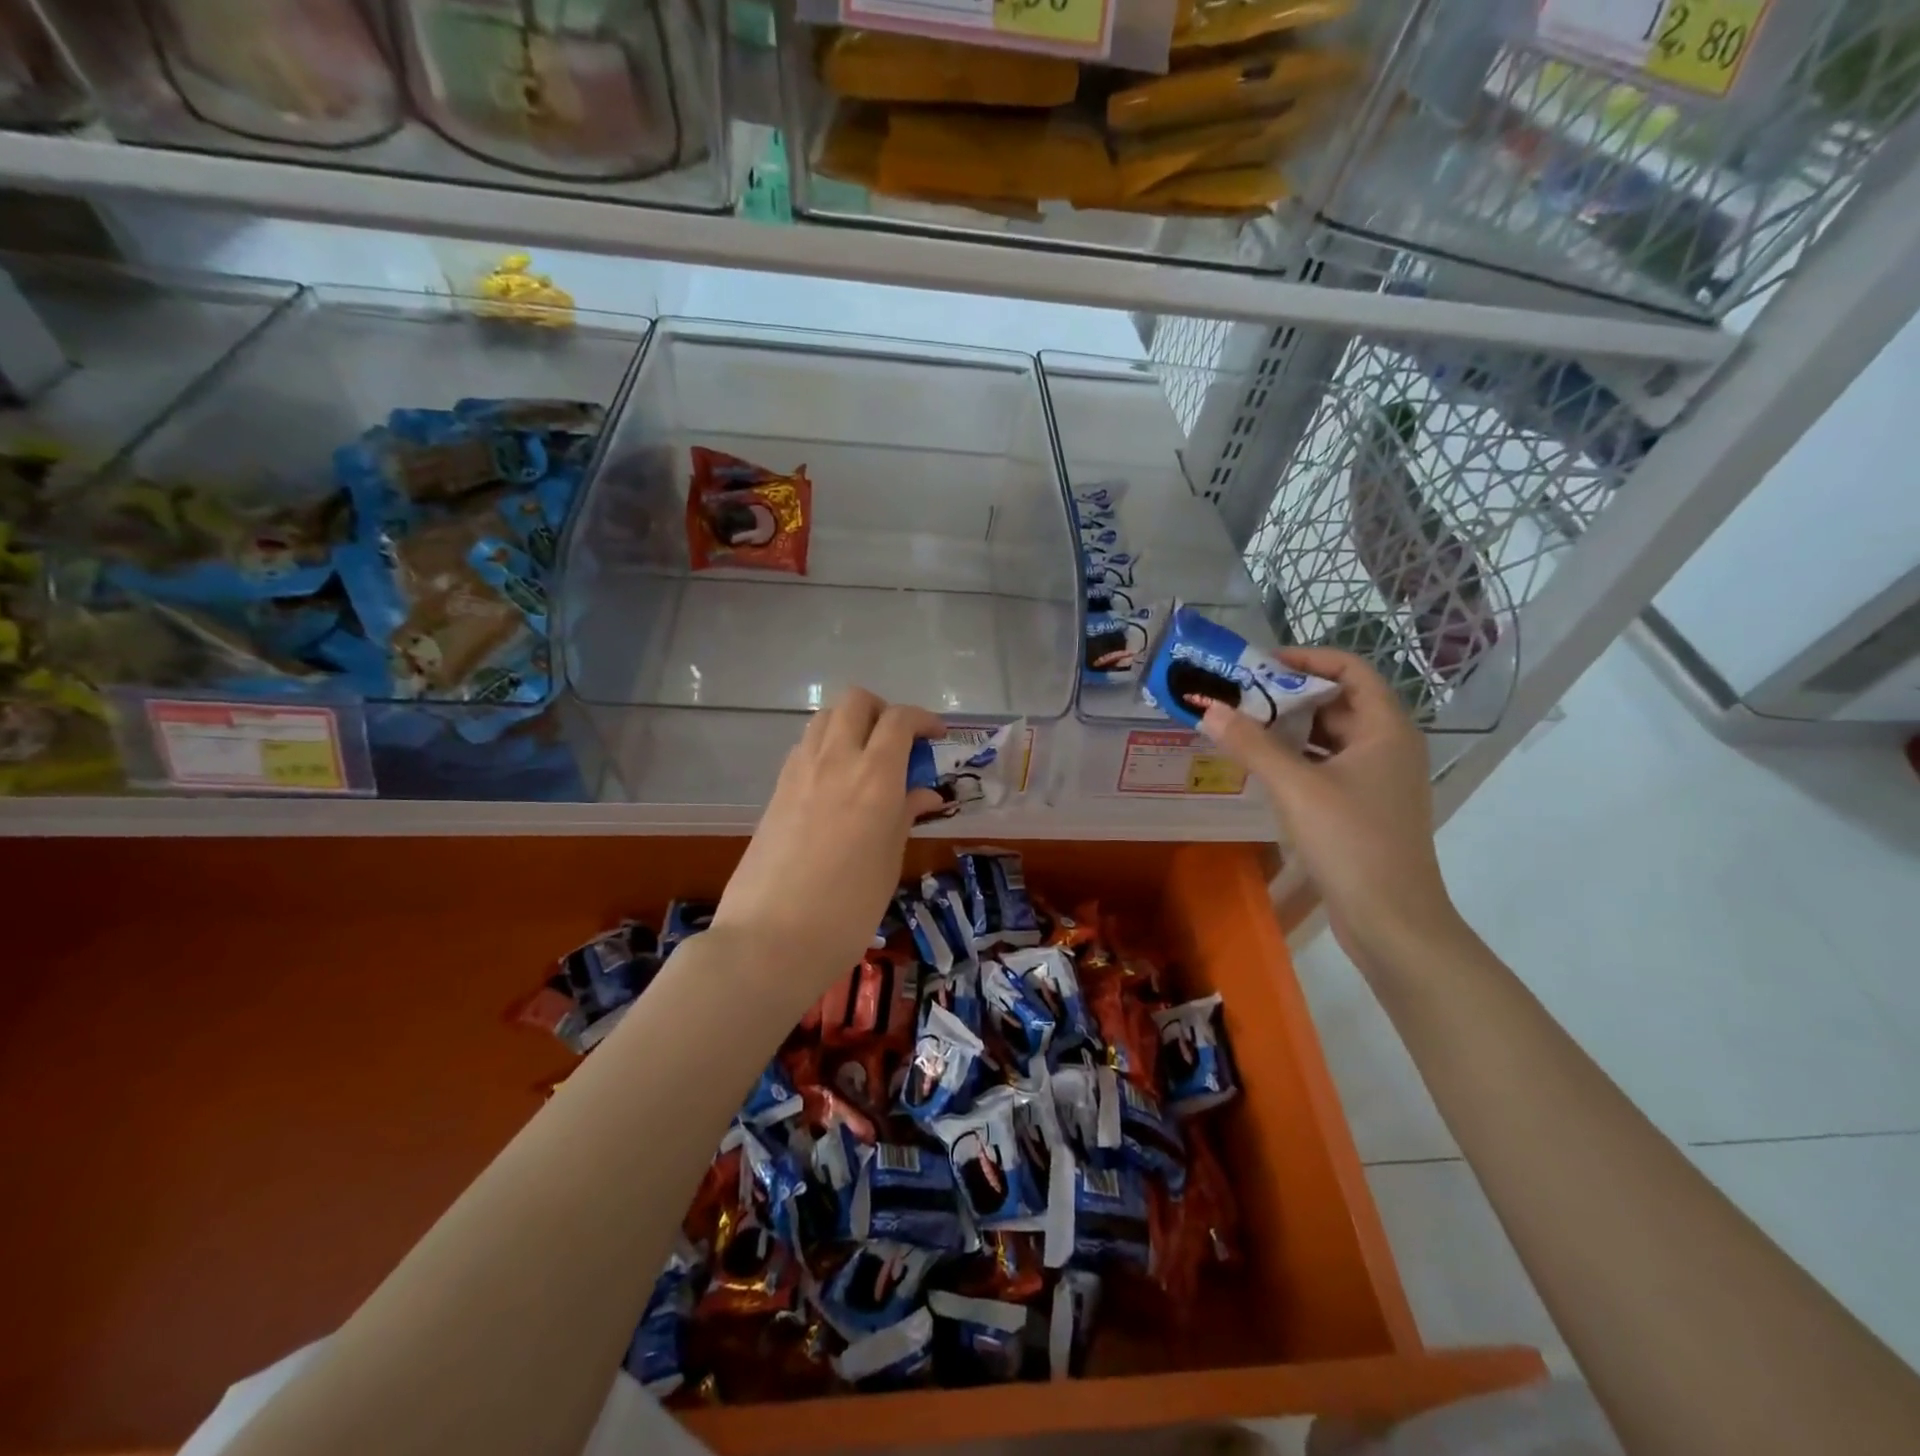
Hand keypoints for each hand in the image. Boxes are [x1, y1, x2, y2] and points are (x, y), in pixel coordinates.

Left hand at [710, 687, 945, 996]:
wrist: (770, 939)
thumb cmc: (848, 909)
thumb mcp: (889, 862)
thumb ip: (905, 816)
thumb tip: (923, 794)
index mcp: (875, 776)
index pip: (900, 720)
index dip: (923, 719)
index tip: (936, 737)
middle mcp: (836, 760)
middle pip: (856, 701)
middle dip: (883, 711)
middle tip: (899, 743)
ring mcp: (799, 772)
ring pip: (825, 718)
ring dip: (850, 724)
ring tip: (867, 760)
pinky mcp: (776, 790)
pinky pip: (805, 747)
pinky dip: (826, 747)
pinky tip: (836, 784)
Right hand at [1194, 647, 1458, 969]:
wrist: (1391, 920)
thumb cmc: (1351, 841)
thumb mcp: (1296, 787)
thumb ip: (1251, 744)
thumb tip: (1206, 708)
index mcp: (1386, 728)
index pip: (1351, 669)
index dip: (1307, 658)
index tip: (1260, 664)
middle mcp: (1387, 746)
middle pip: (1337, 701)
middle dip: (1287, 694)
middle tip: (1237, 694)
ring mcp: (1376, 779)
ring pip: (1329, 737)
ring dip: (1287, 728)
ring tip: (1239, 723)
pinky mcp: (1362, 807)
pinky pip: (1326, 766)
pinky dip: (1295, 758)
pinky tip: (1260, 765)